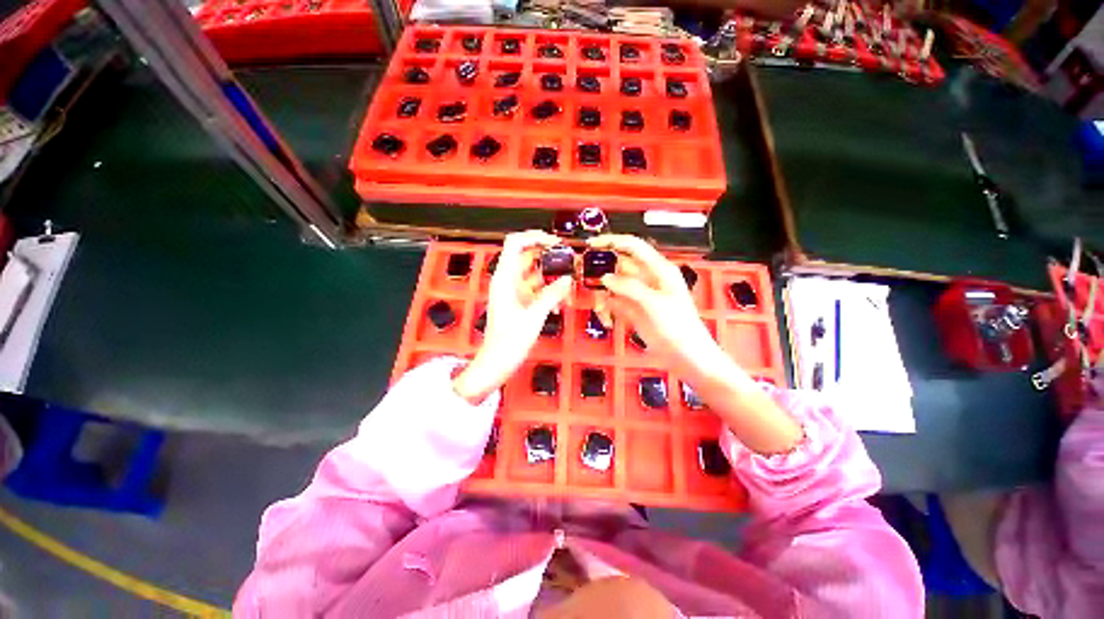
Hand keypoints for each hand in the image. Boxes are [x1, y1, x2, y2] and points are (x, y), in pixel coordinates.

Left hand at [453, 231, 571, 402]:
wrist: (496, 363)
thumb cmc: (508, 341)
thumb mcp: (533, 316)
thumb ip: (551, 295)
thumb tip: (567, 279)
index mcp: (505, 278)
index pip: (515, 244)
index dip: (534, 237)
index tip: (555, 242)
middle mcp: (508, 281)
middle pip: (528, 257)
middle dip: (549, 257)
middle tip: (570, 261)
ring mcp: (514, 292)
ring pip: (535, 274)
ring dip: (551, 277)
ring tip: (569, 282)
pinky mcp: (520, 303)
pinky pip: (537, 290)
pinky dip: (548, 292)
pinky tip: (561, 302)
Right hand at [587, 234, 718, 377]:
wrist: (686, 357)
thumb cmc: (678, 327)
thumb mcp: (654, 304)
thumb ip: (629, 287)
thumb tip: (605, 278)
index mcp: (658, 270)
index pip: (633, 246)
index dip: (612, 241)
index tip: (591, 245)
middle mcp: (647, 279)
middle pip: (619, 266)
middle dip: (602, 270)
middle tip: (583, 277)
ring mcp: (639, 295)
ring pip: (614, 285)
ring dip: (603, 292)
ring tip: (597, 305)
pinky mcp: (633, 311)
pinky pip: (614, 302)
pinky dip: (607, 308)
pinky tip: (605, 318)